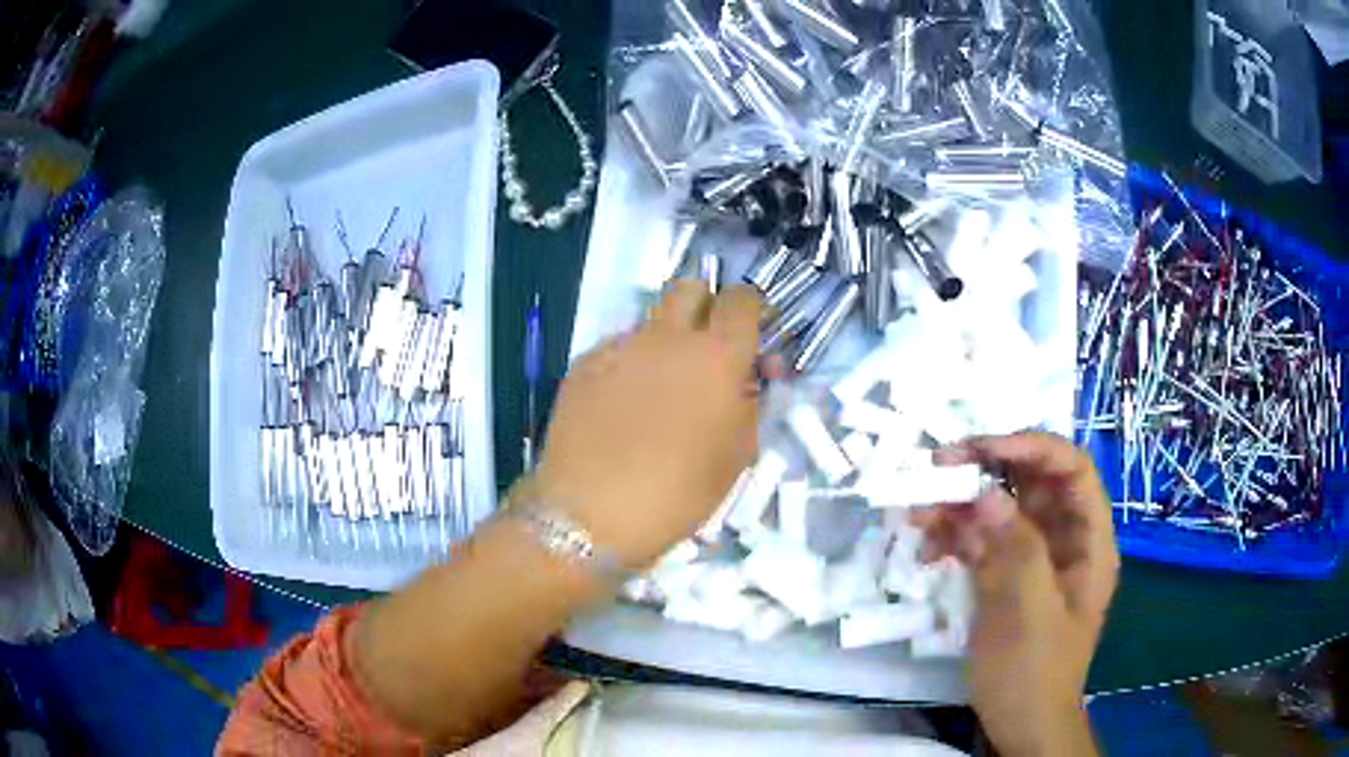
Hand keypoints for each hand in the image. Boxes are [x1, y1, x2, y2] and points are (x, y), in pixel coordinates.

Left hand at [527, 281, 762, 568]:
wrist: (590, 513)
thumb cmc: (677, 493)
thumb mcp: (736, 456)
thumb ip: (749, 404)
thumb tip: (746, 379)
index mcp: (717, 356)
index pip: (742, 299)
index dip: (752, 308)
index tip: (752, 333)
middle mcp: (668, 337)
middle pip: (690, 287)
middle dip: (706, 305)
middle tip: (708, 346)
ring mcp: (620, 346)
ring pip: (650, 321)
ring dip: (665, 339)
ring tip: (659, 388)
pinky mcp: (584, 364)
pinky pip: (617, 349)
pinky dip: (629, 365)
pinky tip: (621, 406)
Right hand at [912, 433, 1117, 756]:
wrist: (1019, 725)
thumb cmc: (1034, 673)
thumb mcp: (1029, 614)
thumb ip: (1015, 550)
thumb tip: (985, 495)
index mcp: (1088, 541)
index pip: (1071, 471)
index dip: (1032, 447)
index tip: (982, 448)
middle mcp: (1063, 540)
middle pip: (1031, 483)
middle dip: (987, 468)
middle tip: (938, 466)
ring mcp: (1032, 558)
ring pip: (1000, 509)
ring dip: (961, 503)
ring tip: (919, 511)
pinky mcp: (1003, 577)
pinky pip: (980, 541)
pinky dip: (952, 537)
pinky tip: (926, 548)